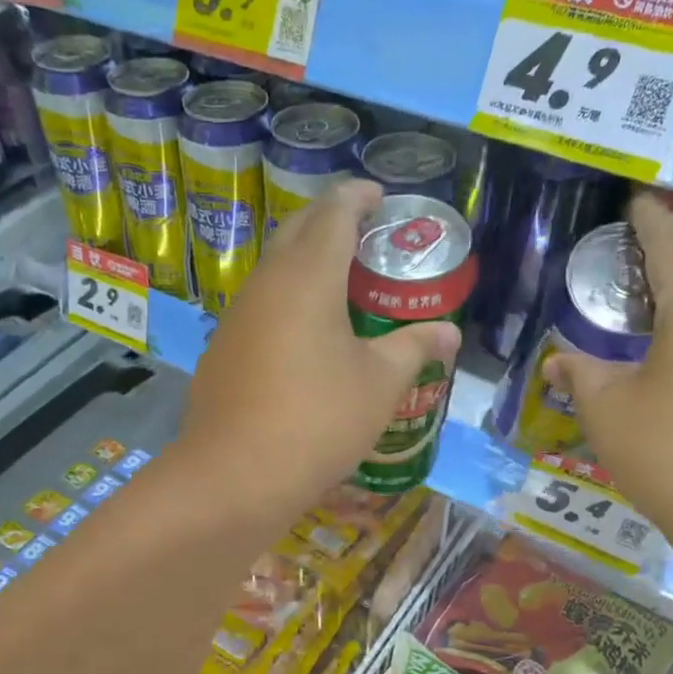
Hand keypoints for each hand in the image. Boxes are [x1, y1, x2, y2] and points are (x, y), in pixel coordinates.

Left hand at [180, 180, 460, 514]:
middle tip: (367, 240)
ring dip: (306, 265)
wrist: (234, 477)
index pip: (334, 211)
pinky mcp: (223, 350)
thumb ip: (414, 348)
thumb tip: (449, 333)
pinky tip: (305, 338)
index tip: (382, 201)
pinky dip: (287, 303)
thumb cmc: (317, 421)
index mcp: (308, 276)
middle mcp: (266, 284)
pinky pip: (260, 308)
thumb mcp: (379, 385)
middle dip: (331, 222)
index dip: (360, 197)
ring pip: (274, 270)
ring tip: (342, 288)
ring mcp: (237, 317)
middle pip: (298, 230)